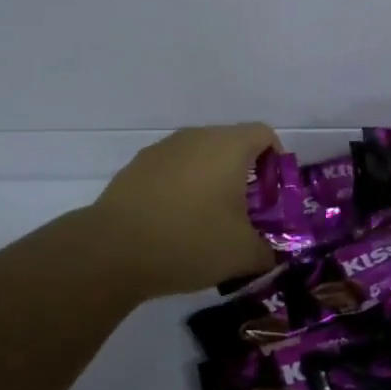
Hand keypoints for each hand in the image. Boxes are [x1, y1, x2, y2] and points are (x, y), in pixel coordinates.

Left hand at [91, 124, 278, 297]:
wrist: (114, 249)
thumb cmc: (190, 240)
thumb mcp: (242, 254)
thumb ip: (267, 251)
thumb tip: (270, 253)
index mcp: (228, 146)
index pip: (265, 135)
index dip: (276, 162)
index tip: (273, 196)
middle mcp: (196, 136)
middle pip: (231, 144)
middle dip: (244, 175)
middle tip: (246, 214)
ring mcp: (163, 149)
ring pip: (199, 156)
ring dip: (211, 181)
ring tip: (209, 221)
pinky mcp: (137, 166)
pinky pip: (172, 170)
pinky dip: (181, 188)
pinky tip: (174, 224)